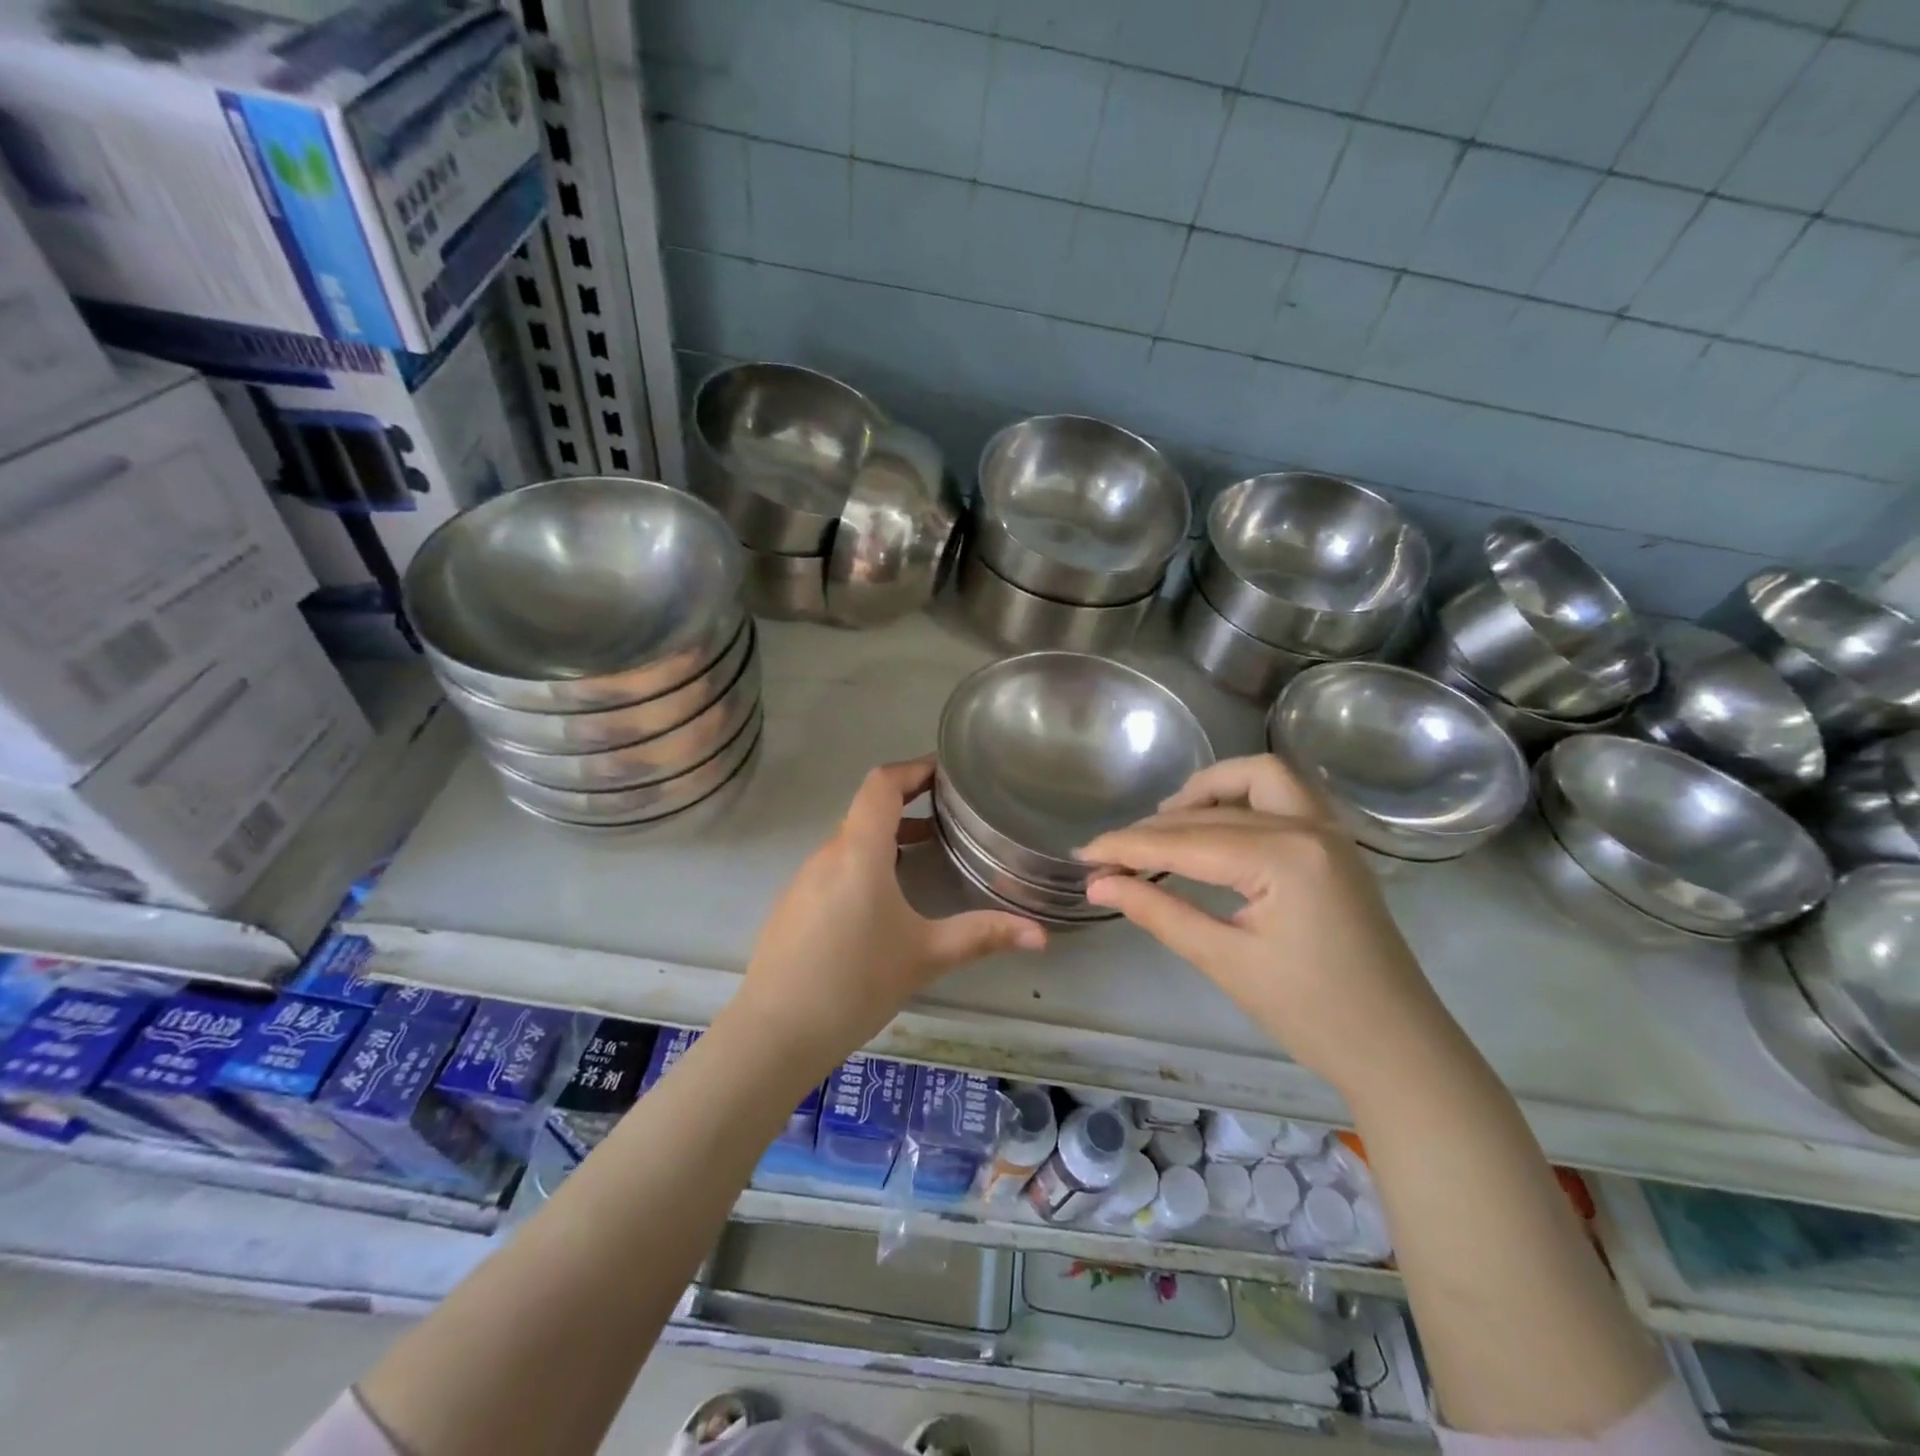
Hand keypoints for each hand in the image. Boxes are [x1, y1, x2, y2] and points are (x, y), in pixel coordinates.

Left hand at [730, 757, 1045, 1065]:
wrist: (775, 1033)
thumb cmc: (855, 983)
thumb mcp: (926, 956)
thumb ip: (983, 936)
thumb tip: (1042, 936)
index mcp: (858, 851)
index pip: (881, 784)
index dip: (913, 768)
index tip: (945, 771)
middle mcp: (827, 854)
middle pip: (867, 809)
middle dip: (908, 803)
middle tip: (949, 811)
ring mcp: (804, 879)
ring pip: (850, 840)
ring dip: (887, 835)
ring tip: (927, 849)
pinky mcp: (793, 904)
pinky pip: (835, 865)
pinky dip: (865, 861)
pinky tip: (886, 897)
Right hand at [1079, 755, 1445, 1098]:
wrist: (1399, 1051)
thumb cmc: (1312, 1015)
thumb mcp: (1225, 962)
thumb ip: (1158, 912)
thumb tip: (1098, 886)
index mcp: (1284, 856)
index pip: (1185, 841)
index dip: (1127, 847)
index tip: (1083, 855)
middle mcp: (1309, 826)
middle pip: (1212, 810)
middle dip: (1155, 828)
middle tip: (1112, 856)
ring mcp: (1329, 831)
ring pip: (1258, 778)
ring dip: (1207, 791)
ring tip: (1165, 823)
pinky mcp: (1334, 845)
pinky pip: (1282, 797)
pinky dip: (1241, 799)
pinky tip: (1214, 829)